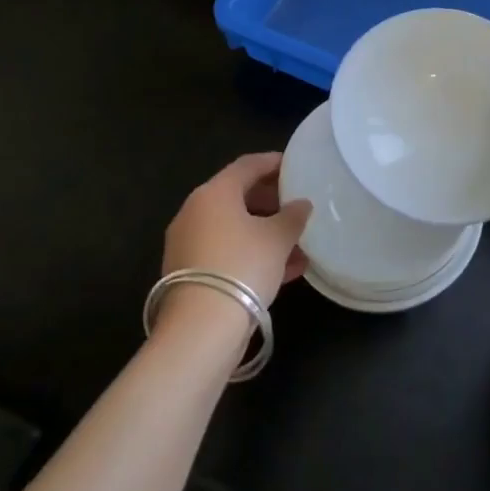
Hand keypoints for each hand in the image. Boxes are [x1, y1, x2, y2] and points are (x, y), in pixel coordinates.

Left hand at [159, 154, 309, 335]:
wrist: (201, 328)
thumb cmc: (242, 266)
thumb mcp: (278, 238)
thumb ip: (293, 216)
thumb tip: (301, 204)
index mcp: (214, 193)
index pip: (247, 165)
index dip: (273, 162)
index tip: (295, 164)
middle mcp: (195, 212)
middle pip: (237, 196)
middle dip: (271, 200)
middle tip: (298, 204)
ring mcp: (188, 244)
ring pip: (234, 228)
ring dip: (265, 231)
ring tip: (299, 242)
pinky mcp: (189, 273)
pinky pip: (227, 252)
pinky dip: (252, 253)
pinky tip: (286, 269)